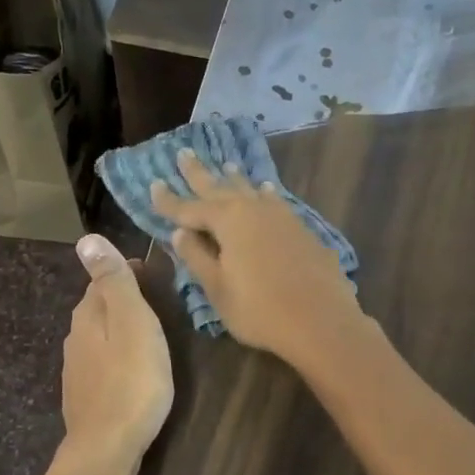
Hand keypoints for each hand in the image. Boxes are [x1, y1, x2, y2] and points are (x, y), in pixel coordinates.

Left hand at [60, 234, 173, 474]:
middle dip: (121, 300)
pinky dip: (116, 357)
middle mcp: (75, 339)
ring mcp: (77, 370)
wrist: (107, 447)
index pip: (102, 280)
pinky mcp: (85, 397)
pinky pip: (101, 364)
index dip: (126, 272)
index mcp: (87, 317)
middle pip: (98, 309)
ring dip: (119, 330)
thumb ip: (113, 282)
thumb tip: (87, 239)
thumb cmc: (132, 382)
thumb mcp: (131, 323)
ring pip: (99, 337)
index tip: (152, 272)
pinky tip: (131, 370)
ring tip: (147, 334)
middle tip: (155, 301)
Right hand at [151, 149, 364, 368]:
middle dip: (200, 174)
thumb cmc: (260, 310)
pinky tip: (266, 191)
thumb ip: (197, 258)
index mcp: (228, 221)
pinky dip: (264, 194)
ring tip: (225, 165)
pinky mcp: (302, 229)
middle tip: (184, 153)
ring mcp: (282, 217)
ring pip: (251, 190)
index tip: (153, 185)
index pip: (189, 208)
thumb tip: (179, 233)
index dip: (169, 200)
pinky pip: (274, 201)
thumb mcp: (218, 289)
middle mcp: (254, 209)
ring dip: (234, 179)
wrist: (321, 321)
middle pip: (220, 188)